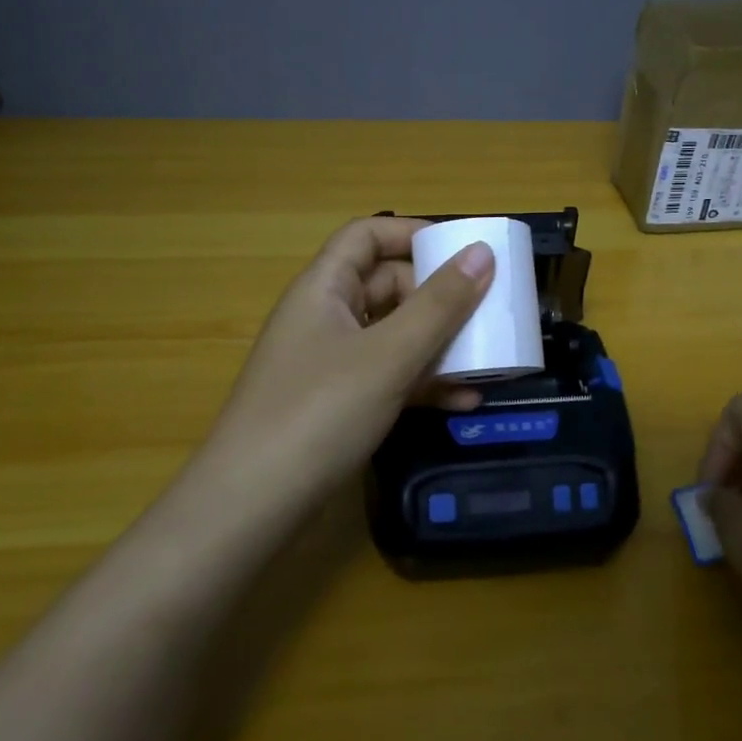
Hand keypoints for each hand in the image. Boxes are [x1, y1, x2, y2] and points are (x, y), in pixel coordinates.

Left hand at [196, 217, 493, 506]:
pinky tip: (465, 401)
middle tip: (488, 308)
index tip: (464, 249)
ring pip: (394, 335)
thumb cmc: (319, 413)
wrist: (253, 507)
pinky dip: (424, 384)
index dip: (413, 233)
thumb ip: (439, 305)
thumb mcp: (388, 355)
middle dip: (438, 295)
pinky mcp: (339, 404)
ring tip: (489, 355)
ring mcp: (332, 364)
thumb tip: (482, 252)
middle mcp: (326, 317)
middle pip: (387, 285)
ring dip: (439, 343)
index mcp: (324, 288)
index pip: (367, 235)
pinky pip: (390, 377)